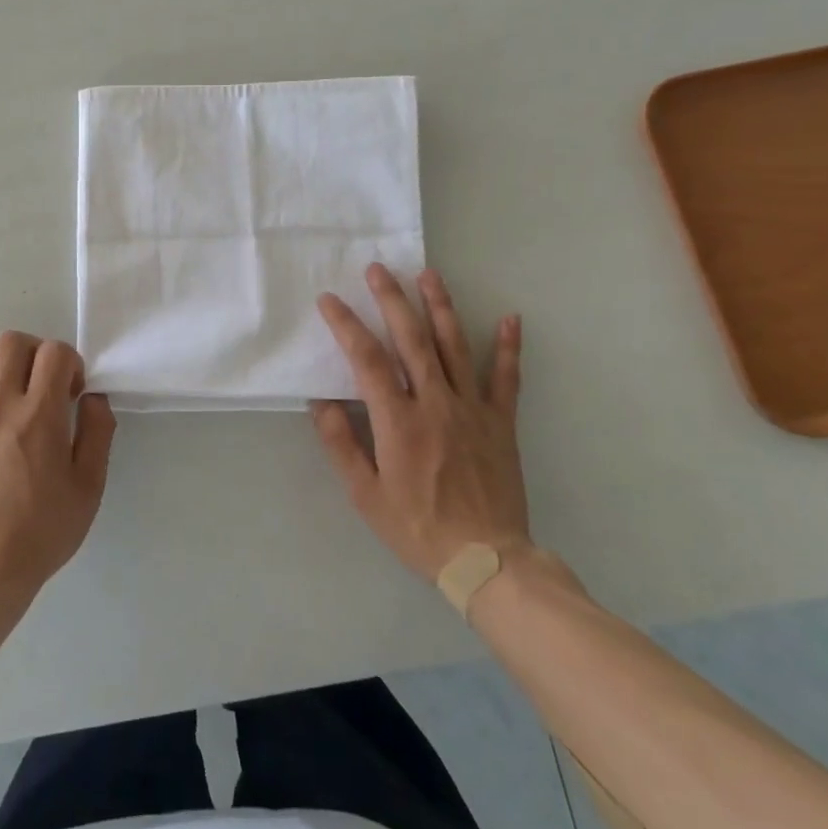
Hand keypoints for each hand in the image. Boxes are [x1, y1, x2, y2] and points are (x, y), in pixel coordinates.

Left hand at [0, 332, 115, 600]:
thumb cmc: (45, 529)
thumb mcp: (90, 486)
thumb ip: (98, 433)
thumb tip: (95, 398)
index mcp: (40, 415)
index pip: (54, 352)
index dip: (70, 362)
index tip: (73, 393)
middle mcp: (0, 407)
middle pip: (10, 343)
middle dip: (34, 352)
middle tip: (43, 384)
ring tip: (9, 393)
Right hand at [313, 264, 528, 580]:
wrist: (486, 560)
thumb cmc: (417, 528)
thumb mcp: (365, 494)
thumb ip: (340, 444)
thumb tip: (319, 401)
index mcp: (398, 421)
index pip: (367, 360)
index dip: (346, 325)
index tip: (329, 300)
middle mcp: (435, 404)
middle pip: (411, 340)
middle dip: (392, 299)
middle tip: (378, 268)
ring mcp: (472, 409)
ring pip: (454, 346)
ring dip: (440, 307)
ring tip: (429, 274)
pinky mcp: (500, 422)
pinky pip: (506, 378)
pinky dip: (507, 347)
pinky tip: (509, 317)